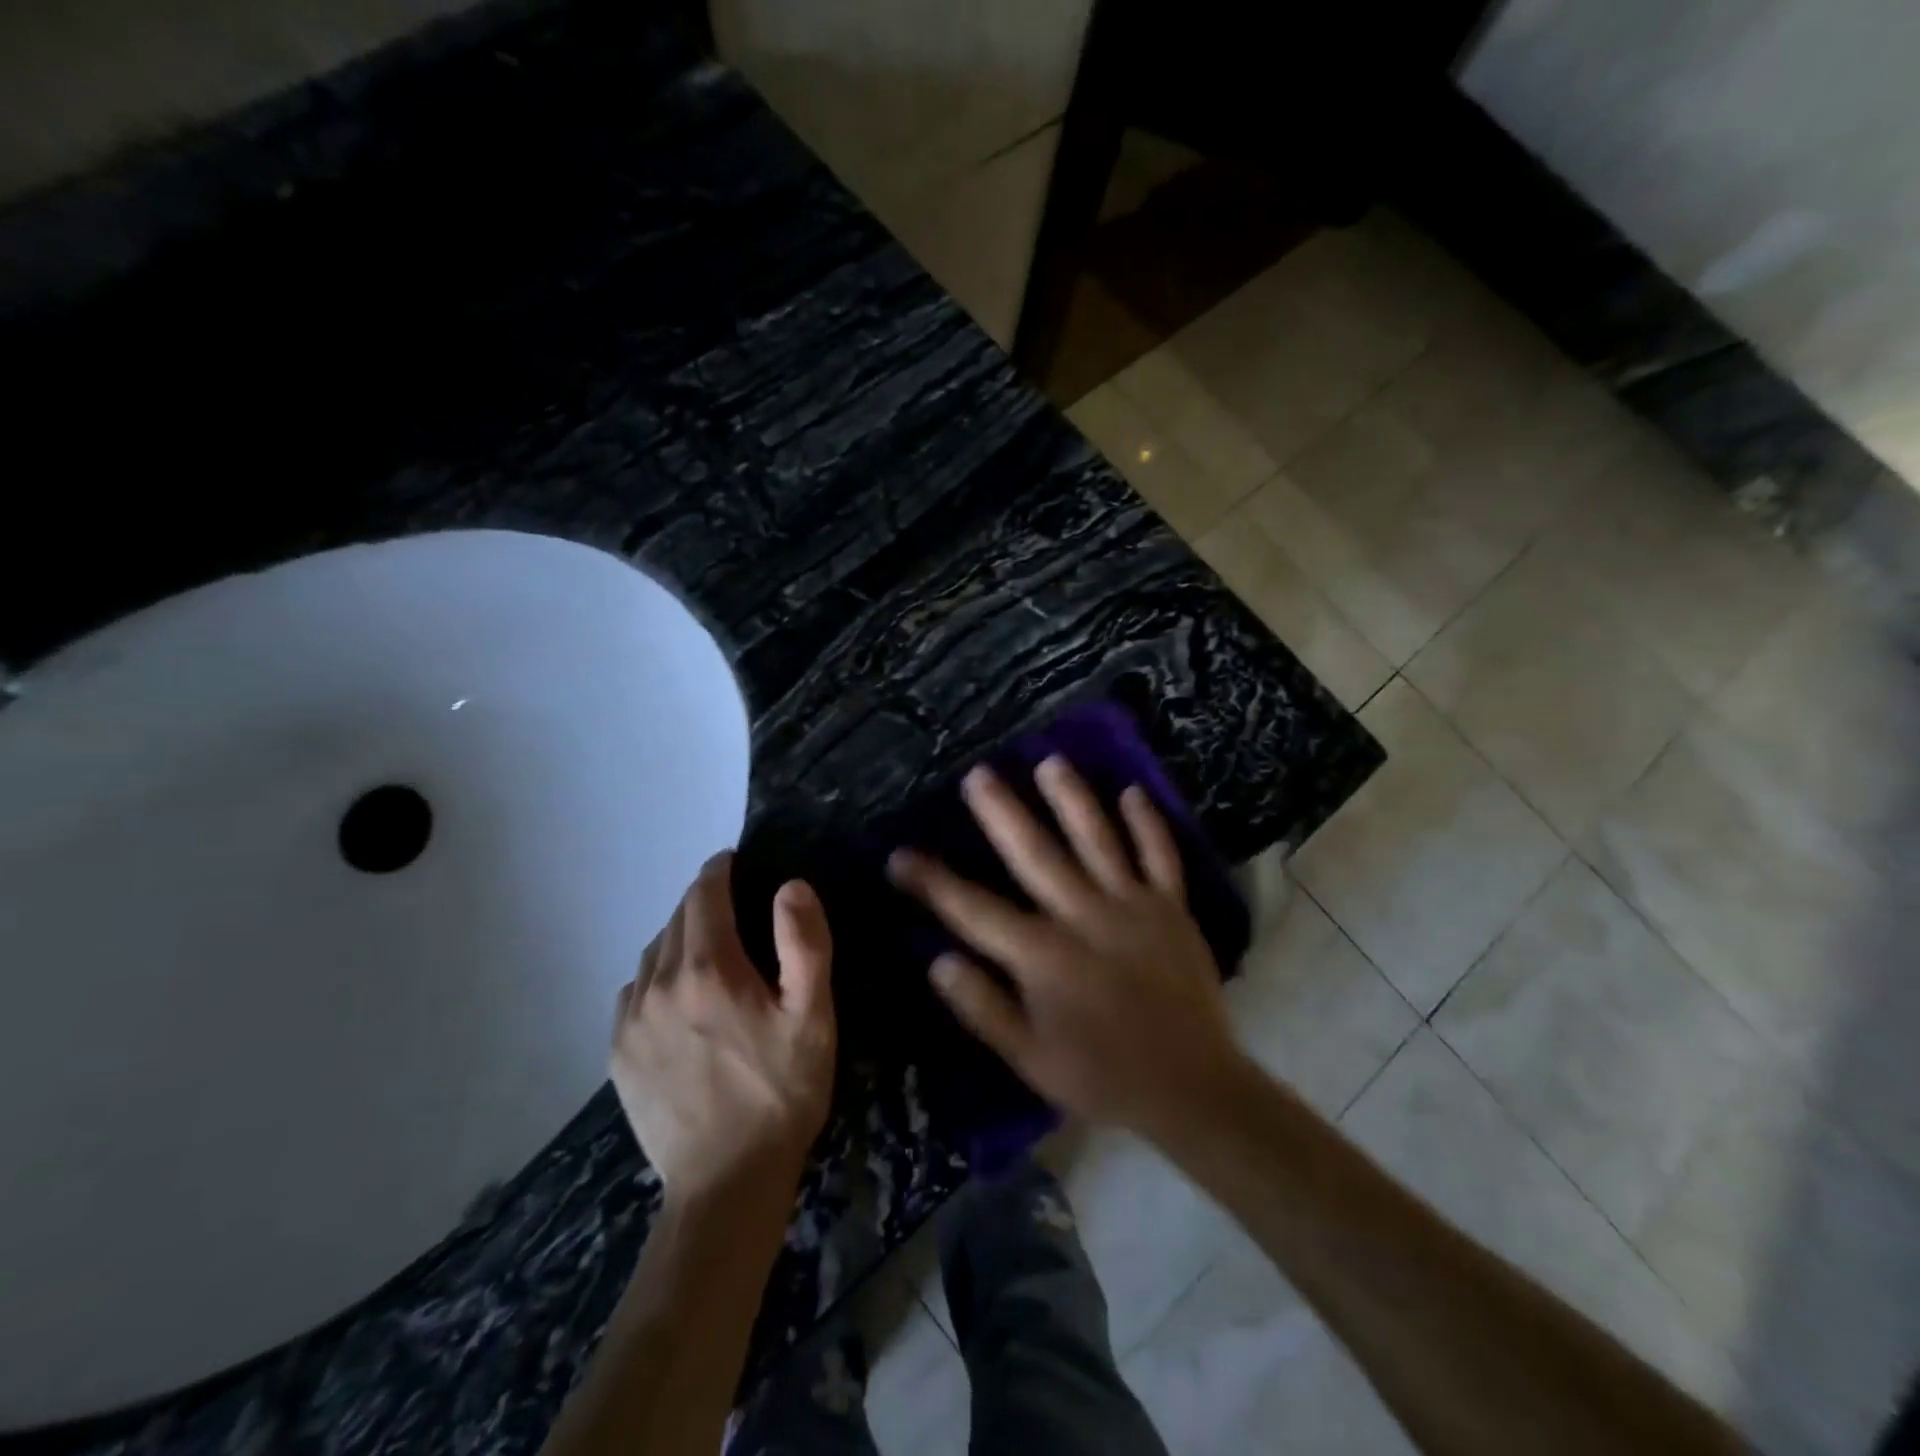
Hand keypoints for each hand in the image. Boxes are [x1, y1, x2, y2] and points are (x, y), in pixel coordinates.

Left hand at [611, 854, 835, 1204]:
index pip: (704, 894)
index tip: (733, 860)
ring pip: (652, 953)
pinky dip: (656, 976)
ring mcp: (631, 1021)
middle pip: (677, 920)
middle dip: (703, 902)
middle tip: (732, 905)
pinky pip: (634, 991)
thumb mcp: (812, 1016)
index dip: (719, 870)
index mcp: (709, 969)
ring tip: (708, 948)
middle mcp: (659, 984)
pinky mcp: (619, 1054)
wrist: (727, 1183)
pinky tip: (676, 995)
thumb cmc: (781, 1092)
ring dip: (679, 937)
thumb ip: (804, 943)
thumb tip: (790, 886)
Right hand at [888, 756, 1242, 1140]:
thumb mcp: (1030, 1059)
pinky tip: (1133, 791)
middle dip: (1002, 812)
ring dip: (1072, 798)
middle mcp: (1084, 916)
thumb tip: (938, 961)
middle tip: (978, 775)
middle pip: (1034, 854)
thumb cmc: (1101, 1076)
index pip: (974, 910)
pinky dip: (1148, 823)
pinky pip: (1160, 855)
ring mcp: (1132, 905)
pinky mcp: (1171, 908)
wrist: (1192, 1089)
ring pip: (1097, 839)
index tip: (900, 856)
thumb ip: (983, 1008)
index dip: (932, 881)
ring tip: (1050, 762)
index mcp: (1043, 955)